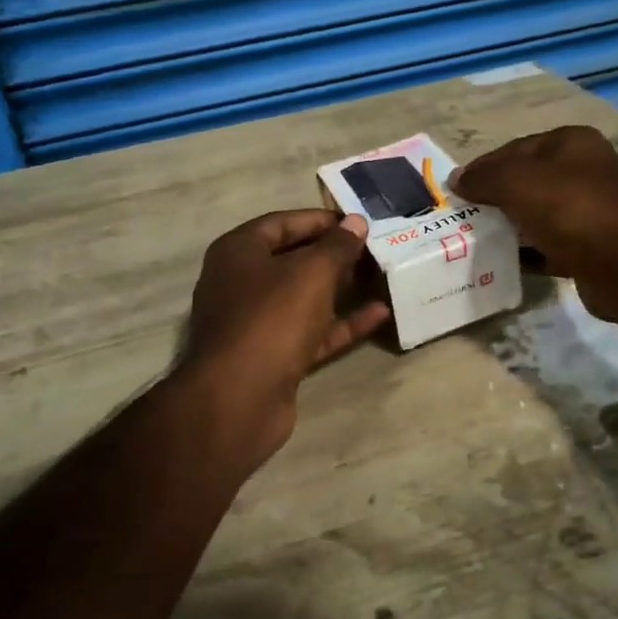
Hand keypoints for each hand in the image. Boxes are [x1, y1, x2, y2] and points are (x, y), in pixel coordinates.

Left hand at [179, 209, 391, 461]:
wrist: (240, 398)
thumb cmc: (272, 318)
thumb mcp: (312, 272)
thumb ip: (337, 245)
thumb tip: (355, 222)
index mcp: (238, 252)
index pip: (282, 223)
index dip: (321, 220)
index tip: (358, 223)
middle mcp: (240, 283)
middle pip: (292, 260)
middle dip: (333, 255)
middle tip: (373, 251)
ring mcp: (255, 323)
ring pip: (303, 298)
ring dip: (340, 290)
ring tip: (379, 278)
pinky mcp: (273, 357)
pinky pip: (311, 332)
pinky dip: (341, 324)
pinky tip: (379, 315)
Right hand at [454, 126, 617, 327]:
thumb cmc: (572, 209)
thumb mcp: (517, 182)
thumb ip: (484, 177)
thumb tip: (456, 179)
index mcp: (570, 143)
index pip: (514, 149)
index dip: (483, 167)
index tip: (454, 191)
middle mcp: (584, 172)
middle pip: (527, 182)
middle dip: (495, 199)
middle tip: (462, 218)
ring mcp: (591, 212)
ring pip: (538, 215)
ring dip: (510, 227)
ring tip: (476, 241)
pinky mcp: (592, 249)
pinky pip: (550, 247)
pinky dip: (529, 254)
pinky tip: (505, 263)